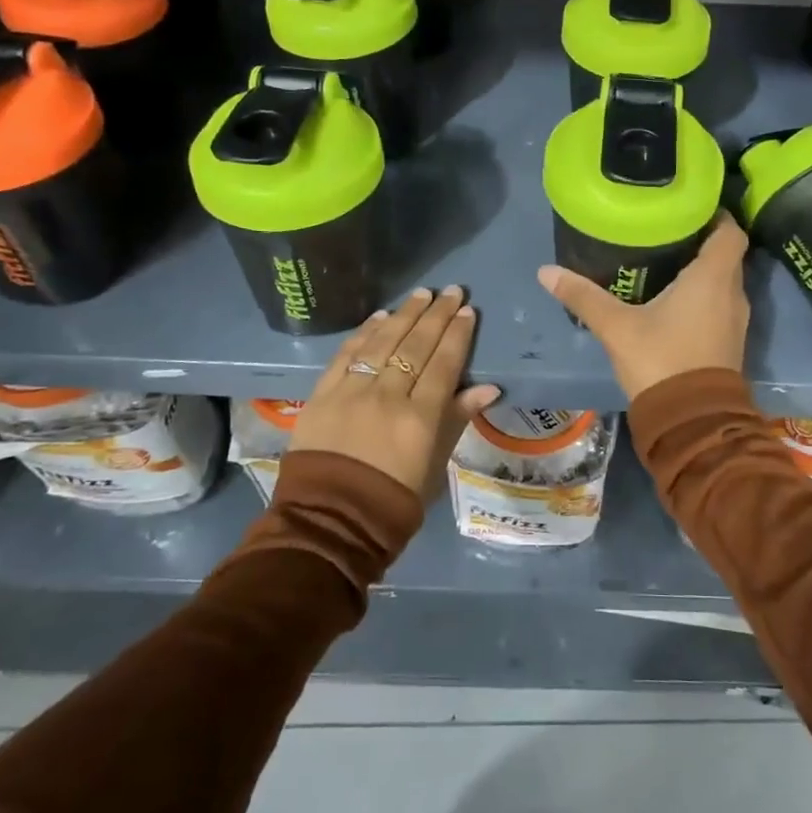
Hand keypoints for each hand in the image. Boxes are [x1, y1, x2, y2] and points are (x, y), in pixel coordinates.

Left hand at [290, 286, 500, 499]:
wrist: (330, 521)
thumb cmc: (393, 500)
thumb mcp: (435, 464)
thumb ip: (457, 419)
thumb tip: (488, 387)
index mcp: (420, 418)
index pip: (444, 364)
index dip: (458, 335)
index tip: (468, 311)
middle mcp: (387, 396)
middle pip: (416, 346)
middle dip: (436, 315)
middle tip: (452, 291)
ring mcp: (352, 392)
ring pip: (383, 342)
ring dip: (404, 315)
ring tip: (421, 294)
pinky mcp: (323, 394)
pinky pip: (347, 354)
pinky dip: (365, 332)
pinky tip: (380, 316)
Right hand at [537, 213, 750, 402]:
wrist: (692, 422)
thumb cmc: (661, 361)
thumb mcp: (617, 327)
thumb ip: (584, 296)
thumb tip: (546, 271)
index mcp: (712, 278)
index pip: (730, 231)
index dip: (716, 214)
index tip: (689, 206)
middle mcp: (732, 293)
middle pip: (726, 254)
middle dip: (701, 239)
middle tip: (667, 229)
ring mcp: (735, 320)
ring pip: (723, 281)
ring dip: (703, 269)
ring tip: (666, 259)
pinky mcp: (730, 342)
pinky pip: (720, 304)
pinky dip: (703, 294)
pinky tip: (673, 298)